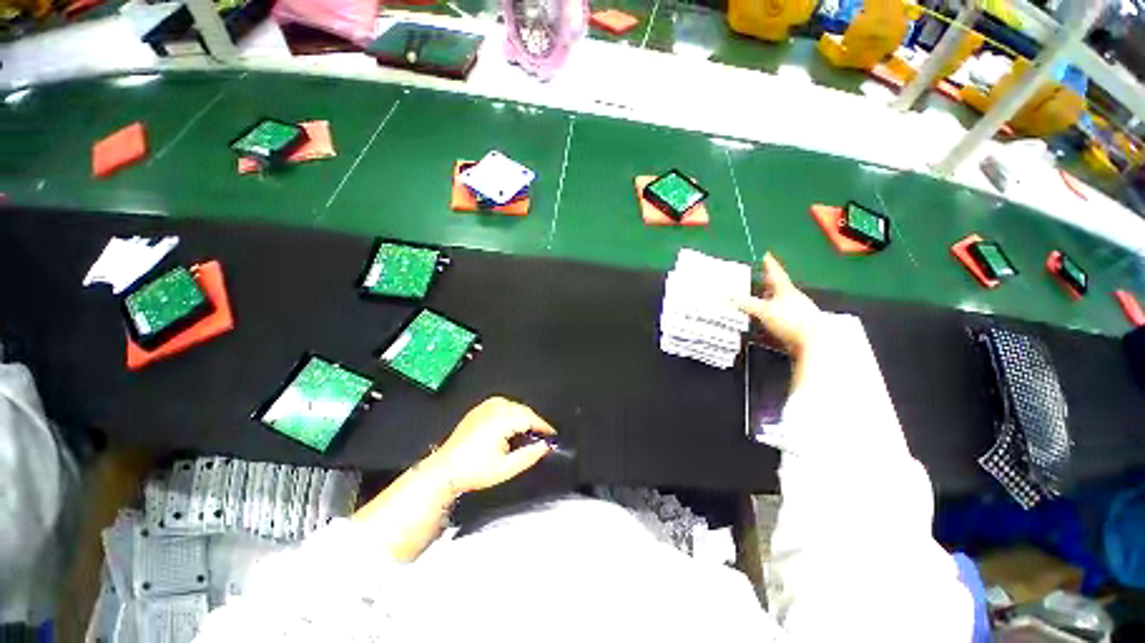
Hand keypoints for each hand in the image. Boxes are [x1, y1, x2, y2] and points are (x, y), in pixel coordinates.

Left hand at [428, 397, 555, 494]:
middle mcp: (493, 409)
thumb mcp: (505, 469)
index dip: (543, 426)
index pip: (530, 418)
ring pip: (514, 406)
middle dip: (534, 421)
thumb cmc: (471, 470)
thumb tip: (544, 447)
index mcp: (501, 420)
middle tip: (541, 435)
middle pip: (523, 410)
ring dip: (523, 416)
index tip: (551, 434)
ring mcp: (485, 407)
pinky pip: (503, 405)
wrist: (445, 470)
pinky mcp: (479, 409)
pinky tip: (511, 425)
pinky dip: (512, 413)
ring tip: (527, 432)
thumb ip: (529, 456)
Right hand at [733, 253, 822, 355]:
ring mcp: (798, 311)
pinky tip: (768, 318)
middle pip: (779, 287)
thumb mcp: (763, 311)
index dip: (770, 264)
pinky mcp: (798, 324)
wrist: (813, 343)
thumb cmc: (789, 321)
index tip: (766, 255)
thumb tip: (726, 295)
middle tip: (760, 276)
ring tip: (760, 297)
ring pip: (781, 301)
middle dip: (769, 282)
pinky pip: (782, 314)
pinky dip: (773, 313)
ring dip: (770, 299)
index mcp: (786, 290)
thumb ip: (745, 303)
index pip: (776, 273)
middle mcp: (793, 298)